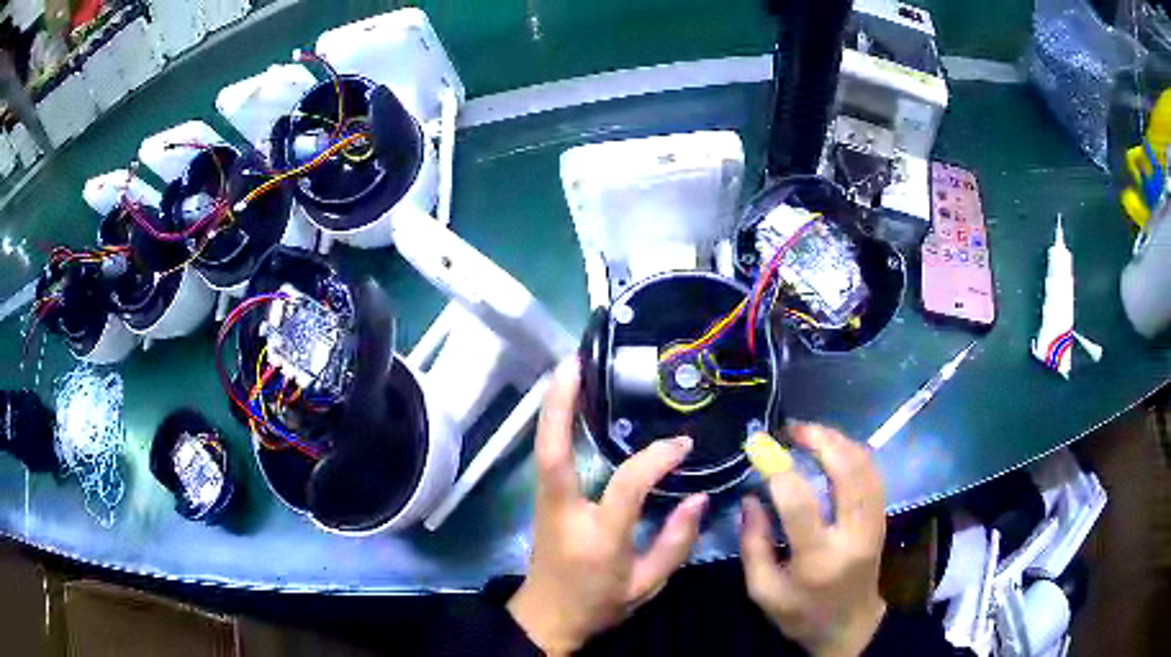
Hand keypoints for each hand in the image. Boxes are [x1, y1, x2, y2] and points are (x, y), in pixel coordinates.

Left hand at [508, 360, 708, 654]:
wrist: (546, 619)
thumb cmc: (598, 604)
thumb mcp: (646, 585)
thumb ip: (675, 543)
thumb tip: (699, 497)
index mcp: (598, 537)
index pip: (627, 486)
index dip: (656, 459)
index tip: (683, 444)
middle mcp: (564, 511)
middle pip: (553, 451)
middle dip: (561, 404)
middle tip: (575, 361)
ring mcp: (545, 503)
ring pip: (543, 447)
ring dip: (553, 406)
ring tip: (570, 368)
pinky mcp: (542, 499)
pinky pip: (547, 454)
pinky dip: (554, 424)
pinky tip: (568, 403)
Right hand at [740, 424, 886, 656]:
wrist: (849, 626)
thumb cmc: (801, 614)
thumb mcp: (763, 591)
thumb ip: (753, 544)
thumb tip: (752, 497)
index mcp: (818, 559)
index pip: (800, 503)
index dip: (778, 469)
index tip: (759, 445)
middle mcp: (852, 535)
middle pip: (847, 472)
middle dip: (820, 440)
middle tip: (792, 428)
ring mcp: (873, 524)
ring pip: (866, 467)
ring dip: (839, 441)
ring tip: (811, 433)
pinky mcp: (881, 519)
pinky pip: (873, 475)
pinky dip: (854, 454)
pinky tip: (835, 449)